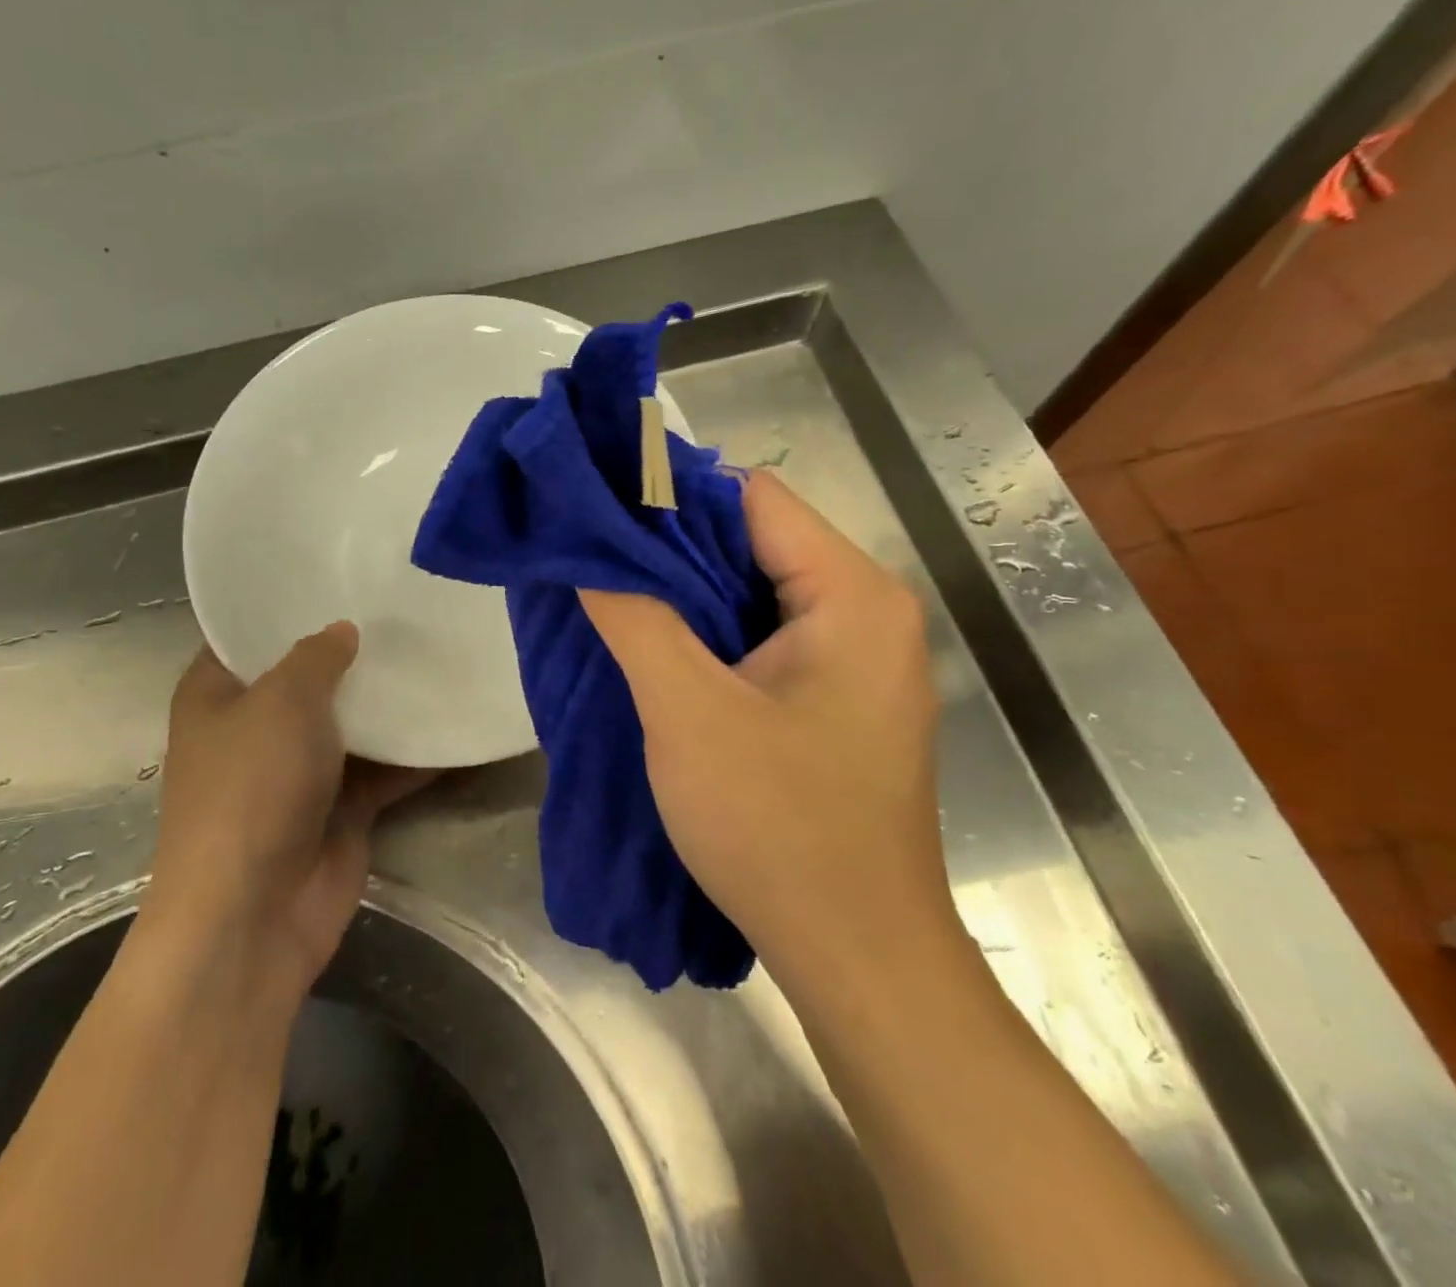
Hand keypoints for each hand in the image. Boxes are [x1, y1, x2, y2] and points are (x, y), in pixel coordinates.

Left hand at [137, 622, 434, 1011]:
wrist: (255, 914)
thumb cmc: (251, 788)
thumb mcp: (282, 701)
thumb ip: (317, 657)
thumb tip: (343, 631)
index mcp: (217, 695)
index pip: (248, 635)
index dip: (288, 606)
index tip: (339, 575)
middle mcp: (256, 728)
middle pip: (310, 677)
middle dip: (353, 651)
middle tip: (405, 607)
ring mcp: (300, 770)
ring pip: (352, 723)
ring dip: (390, 702)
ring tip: (440, 650)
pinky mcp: (341, 808)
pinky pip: (384, 768)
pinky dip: (415, 752)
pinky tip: (456, 719)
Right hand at [579, 472, 945, 973]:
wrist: (856, 957)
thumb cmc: (778, 827)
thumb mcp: (688, 712)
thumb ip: (635, 616)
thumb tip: (587, 547)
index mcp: (852, 595)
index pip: (755, 498)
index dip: (673, 498)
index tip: (601, 515)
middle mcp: (867, 612)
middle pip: (756, 543)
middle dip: (673, 551)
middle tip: (594, 564)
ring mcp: (857, 660)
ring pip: (754, 594)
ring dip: (686, 599)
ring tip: (614, 605)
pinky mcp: (837, 701)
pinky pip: (765, 640)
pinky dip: (710, 639)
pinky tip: (660, 657)